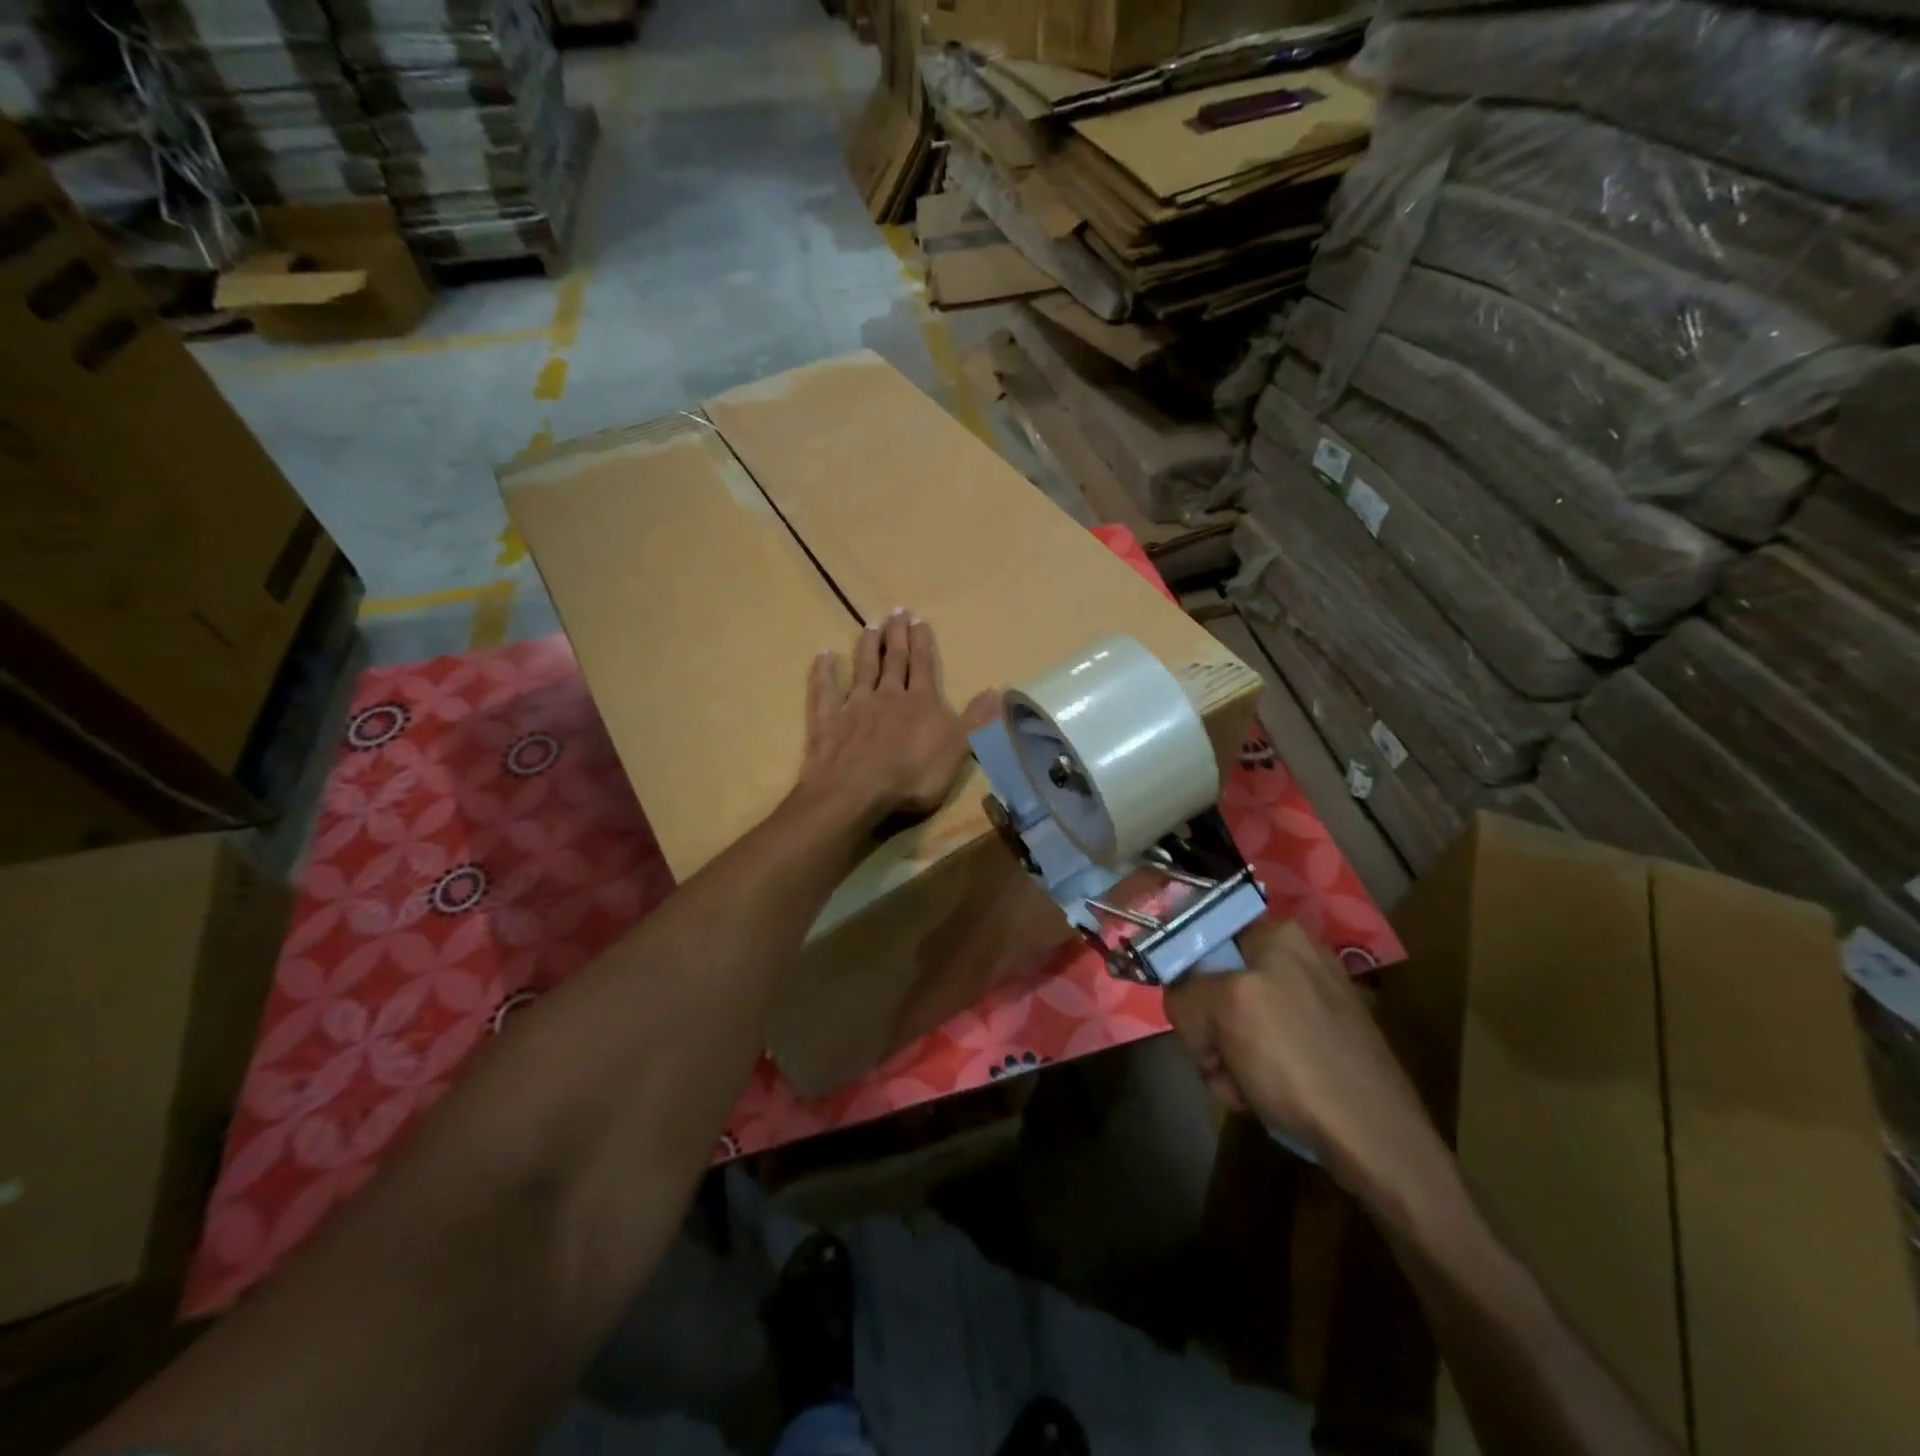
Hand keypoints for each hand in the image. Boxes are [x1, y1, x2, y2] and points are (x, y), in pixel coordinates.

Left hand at [799, 609, 996, 826]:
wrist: (858, 789)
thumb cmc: (913, 775)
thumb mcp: (957, 750)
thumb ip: (976, 721)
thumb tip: (997, 691)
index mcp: (920, 703)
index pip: (922, 667)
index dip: (922, 644)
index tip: (918, 620)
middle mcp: (888, 696)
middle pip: (894, 661)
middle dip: (897, 636)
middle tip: (896, 611)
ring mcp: (855, 706)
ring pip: (862, 669)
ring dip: (867, 647)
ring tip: (869, 625)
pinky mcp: (827, 721)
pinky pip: (824, 690)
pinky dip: (823, 672)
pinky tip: (823, 655)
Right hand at [1165, 919, 1442, 1200]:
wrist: (1376, 1141)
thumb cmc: (1297, 1061)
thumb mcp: (1225, 1010)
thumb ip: (1186, 993)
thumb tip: (1182, 1003)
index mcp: (1278, 935)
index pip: (1204, 938)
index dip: (1187, 978)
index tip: (1191, 1018)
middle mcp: (1297, 959)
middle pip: (1217, 984)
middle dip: (1209, 1029)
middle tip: (1218, 1061)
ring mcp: (1314, 1002)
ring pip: (1236, 1021)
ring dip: (1226, 1058)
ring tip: (1244, 1089)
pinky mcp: (1324, 1043)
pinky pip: (1266, 1047)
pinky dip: (1255, 1073)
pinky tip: (1263, 1098)